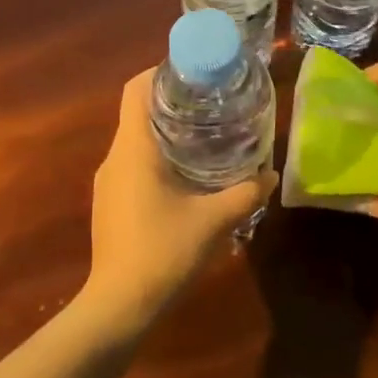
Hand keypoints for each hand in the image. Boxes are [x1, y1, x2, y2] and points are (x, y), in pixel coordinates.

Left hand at [83, 68, 276, 337]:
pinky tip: (186, 176)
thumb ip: (246, 193)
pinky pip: (132, 164)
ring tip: (205, 136)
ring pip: (135, 140)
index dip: (160, 72)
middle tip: (212, 103)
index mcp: (133, 149)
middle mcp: (114, 157)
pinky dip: (156, 157)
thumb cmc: (163, 252)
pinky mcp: (109, 202)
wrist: (119, 305)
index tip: (194, 73)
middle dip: (172, 102)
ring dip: (166, 132)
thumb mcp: (214, 220)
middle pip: (137, 111)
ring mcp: (108, 182)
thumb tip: (270, 174)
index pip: (135, 89)